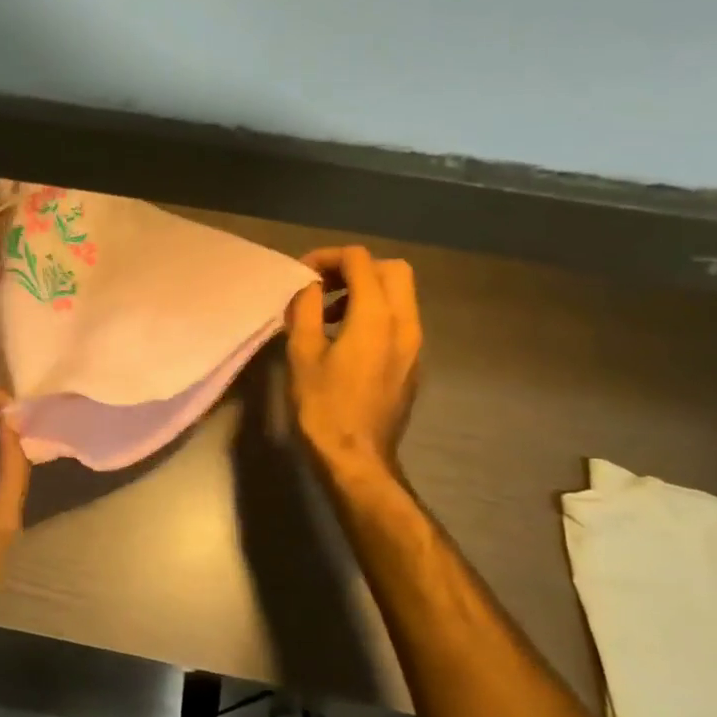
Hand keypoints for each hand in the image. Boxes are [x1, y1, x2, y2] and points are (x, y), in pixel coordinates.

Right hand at [285, 246, 422, 493]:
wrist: (357, 459)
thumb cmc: (323, 406)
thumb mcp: (302, 353)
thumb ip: (305, 310)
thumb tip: (309, 289)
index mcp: (376, 316)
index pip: (360, 260)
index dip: (328, 258)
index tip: (302, 275)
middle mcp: (404, 323)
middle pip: (392, 270)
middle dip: (355, 268)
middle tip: (322, 286)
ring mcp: (414, 345)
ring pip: (399, 295)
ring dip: (365, 291)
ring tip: (328, 314)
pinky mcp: (412, 363)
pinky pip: (399, 320)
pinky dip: (374, 313)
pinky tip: (345, 339)